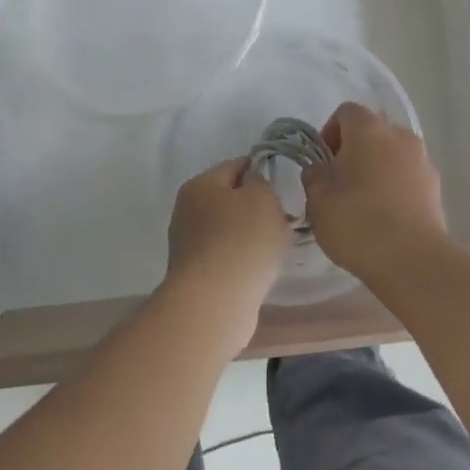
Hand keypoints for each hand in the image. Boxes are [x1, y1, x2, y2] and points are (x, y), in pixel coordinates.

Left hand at [165, 158, 291, 349]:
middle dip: (256, 208)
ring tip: (272, 250)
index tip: (283, 189)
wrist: (214, 303)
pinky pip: (226, 256)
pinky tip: (258, 270)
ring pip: (229, 229)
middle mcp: (187, 210)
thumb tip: (251, 187)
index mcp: (200, 184)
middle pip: (230, 199)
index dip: (262, 173)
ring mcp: (188, 244)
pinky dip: (242, 259)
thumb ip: (261, 182)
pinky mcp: (195, 274)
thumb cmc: (242, 241)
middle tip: (281, 221)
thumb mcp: (262, 197)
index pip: (236, 165)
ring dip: (250, 236)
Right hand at [301, 102, 445, 278]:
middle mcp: (400, 136)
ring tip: (363, 204)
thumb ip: (314, 176)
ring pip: (393, 155)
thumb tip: (320, 169)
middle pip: (373, 131)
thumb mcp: (318, 199)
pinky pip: (408, 177)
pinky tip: (384, 218)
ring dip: (377, 169)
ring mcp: (423, 162)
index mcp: (369, 130)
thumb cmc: (357, 221)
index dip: (330, 132)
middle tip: (339, 183)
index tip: (323, 162)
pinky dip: (395, 188)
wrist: (411, 259)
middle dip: (355, 151)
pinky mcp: (436, 188)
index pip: (346, 112)